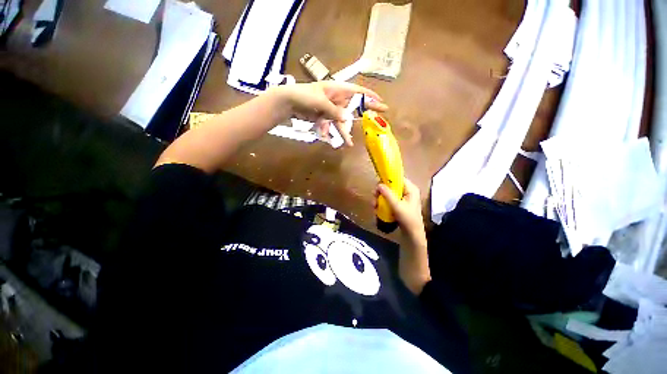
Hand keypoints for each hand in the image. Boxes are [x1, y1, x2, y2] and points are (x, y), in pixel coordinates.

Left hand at [271, 81, 387, 145]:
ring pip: (341, 121)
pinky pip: (331, 126)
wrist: (287, 103)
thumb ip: (333, 110)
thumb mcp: (319, 101)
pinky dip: (331, 133)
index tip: (380, 101)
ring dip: (344, 132)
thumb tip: (346, 119)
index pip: (357, 91)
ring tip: (348, 143)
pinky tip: (331, 140)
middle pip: (353, 107)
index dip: (369, 96)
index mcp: (336, 89)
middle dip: (363, 113)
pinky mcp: (324, 117)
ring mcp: (330, 109)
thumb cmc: (302, 95)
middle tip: (377, 119)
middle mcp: (336, 99)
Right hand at [376, 178, 430, 294]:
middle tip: (374, 198)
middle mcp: (406, 192)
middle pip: (391, 186)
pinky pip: (388, 200)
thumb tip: (379, 184)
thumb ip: (388, 194)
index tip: (377, 184)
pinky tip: (377, 209)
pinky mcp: (398, 205)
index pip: (398, 178)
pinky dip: (382, 203)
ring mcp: (402, 199)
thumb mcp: (397, 206)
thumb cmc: (408, 220)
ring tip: (374, 206)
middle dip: (381, 192)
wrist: (412, 236)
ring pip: (387, 193)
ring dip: (379, 198)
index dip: (387, 179)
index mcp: (410, 189)